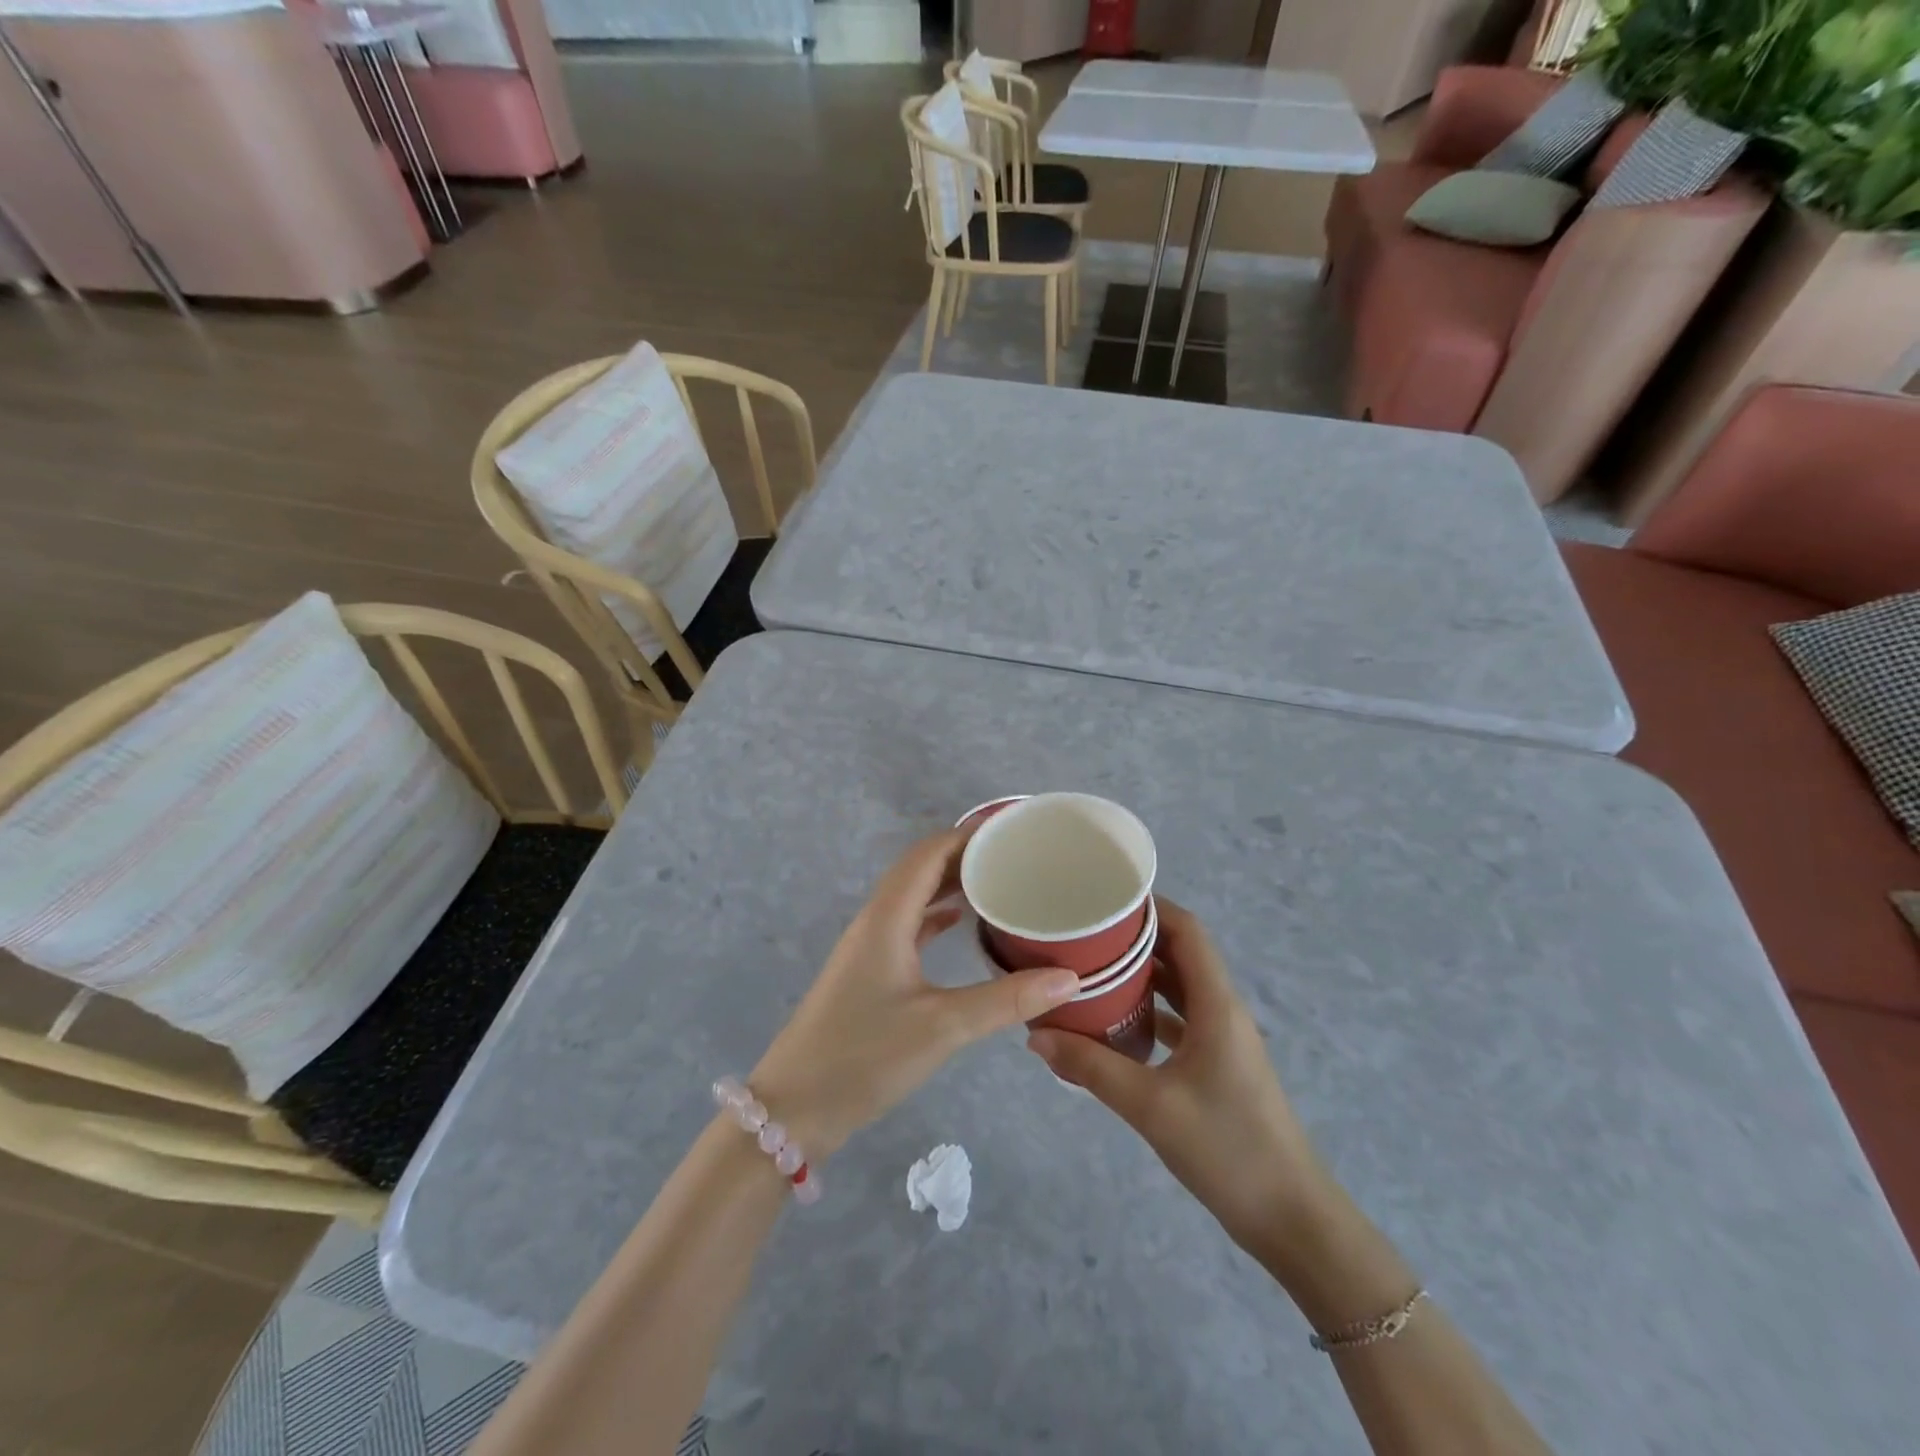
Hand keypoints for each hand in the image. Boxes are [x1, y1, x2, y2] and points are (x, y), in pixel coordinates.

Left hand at [751, 831, 1079, 1159]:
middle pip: (921, 867)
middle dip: (966, 854)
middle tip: (1016, 854)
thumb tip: (1070, 978)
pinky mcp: (869, 971)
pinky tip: (961, 923)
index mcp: (888, 917)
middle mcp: (876, 920)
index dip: (969, 834)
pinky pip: (908, 924)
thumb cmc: (864, 1057)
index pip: (929, 852)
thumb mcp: (942, 1027)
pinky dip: (936, 914)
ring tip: (999, 880)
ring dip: (951, 882)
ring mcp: (869, 946)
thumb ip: (1006, 1000)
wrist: (795, 1108)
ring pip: (914, 895)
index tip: (1013, 828)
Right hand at [1026, 897, 1336, 1259]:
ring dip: (1142, 975)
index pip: (1187, 931)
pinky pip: (1181, 1020)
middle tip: (1084, 931)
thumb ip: (1092, 1068)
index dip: (1151, 906)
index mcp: (1217, 1004)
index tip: (1104, 897)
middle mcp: (1223, 1010)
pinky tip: (1115, 1023)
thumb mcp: (1151, 1107)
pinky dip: (1151, 1012)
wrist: (1293, 1221)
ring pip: (1180, 988)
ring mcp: (1223, 1040)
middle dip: (1136, 938)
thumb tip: (1036, 1035)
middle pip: (1181, 954)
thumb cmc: (1228, 1150)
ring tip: (1091, 967)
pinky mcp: (1219, 1066)